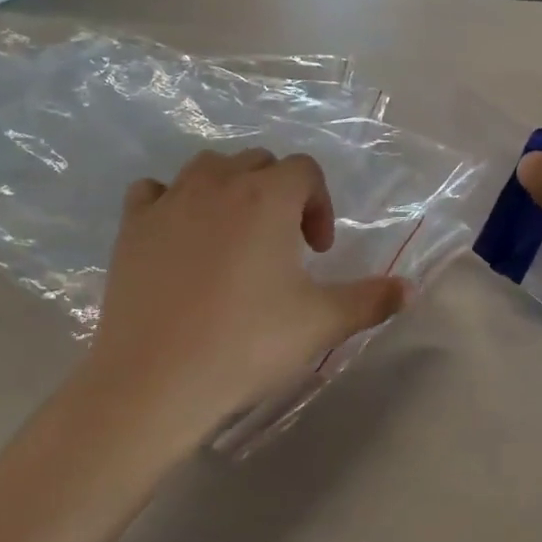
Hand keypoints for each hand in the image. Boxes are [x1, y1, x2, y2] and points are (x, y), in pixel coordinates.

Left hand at [83, 149, 407, 443]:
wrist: (157, 378)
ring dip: (230, 190)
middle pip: (258, 163)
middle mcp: (218, 184)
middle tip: (283, 248)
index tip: (318, 252)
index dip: (320, 204)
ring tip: (235, 237)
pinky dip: (172, 202)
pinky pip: (154, 192)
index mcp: (268, 198)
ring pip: (207, 169)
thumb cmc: (247, 344)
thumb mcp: (321, 323)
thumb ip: (371, 300)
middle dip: (280, 195)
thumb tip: (409, 288)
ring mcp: (169, 201)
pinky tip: (180, 236)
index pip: (305, 170)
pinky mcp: (132, 225)